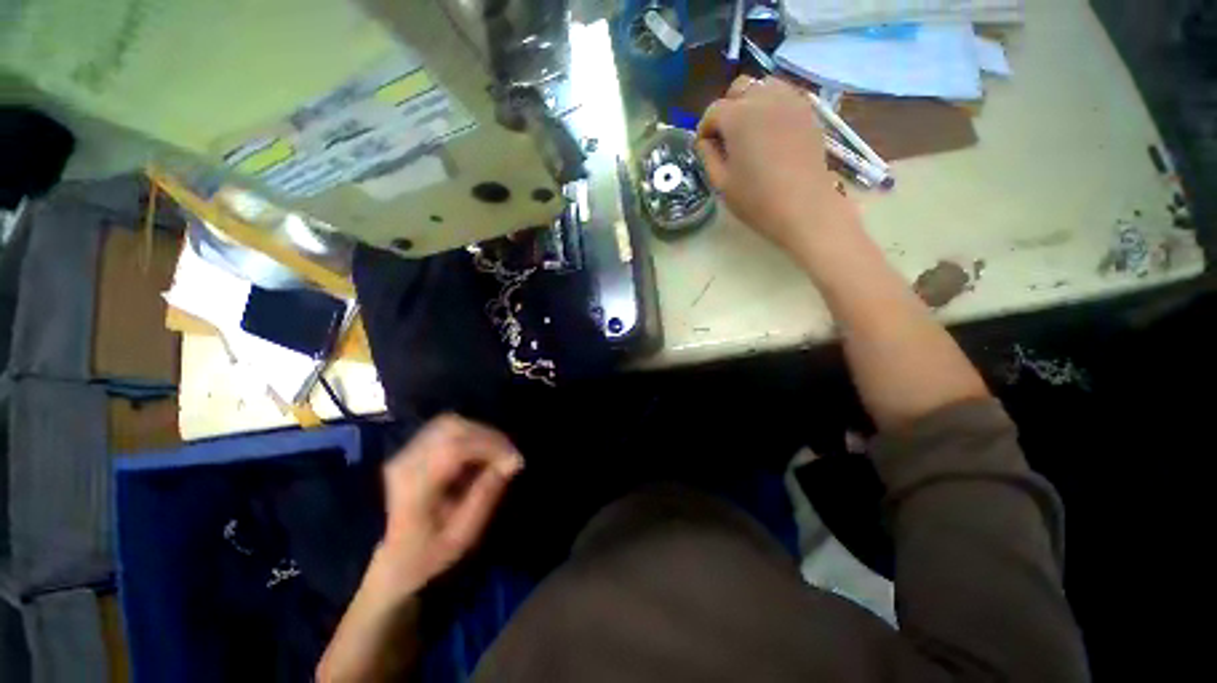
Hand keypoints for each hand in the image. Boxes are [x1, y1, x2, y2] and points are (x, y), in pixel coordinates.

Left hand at [373, 415, 523, 595]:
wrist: (366, 564)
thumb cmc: (416, 557)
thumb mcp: (456, 539)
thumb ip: (484, 498)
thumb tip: (510, 463)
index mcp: (414, 486)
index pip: (456, 448)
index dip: (492, 446)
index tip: (514, 462)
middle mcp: (406, 460)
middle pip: (453, 427)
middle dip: (490, 436)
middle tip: (508, 456)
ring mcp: (404, 451)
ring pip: (448, 423)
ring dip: (479, 433)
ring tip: (495, 453)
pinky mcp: (407, 449)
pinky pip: (443, 430)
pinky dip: (467, 435)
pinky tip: (477, 454)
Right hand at [696, 76, 857, 252]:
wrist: (803, 207)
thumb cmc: (757, 199)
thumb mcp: (721, 183)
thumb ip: (708, 156)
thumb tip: (705, 141)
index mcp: (738, 116)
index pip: (713, 112)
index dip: (704, 130)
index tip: (704, 149)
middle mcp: (764, 98)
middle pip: (738, 89)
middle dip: (727, 110)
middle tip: (726, 138)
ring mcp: (790, 101)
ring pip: (763, 86)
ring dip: (750, 103)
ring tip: (749, 131)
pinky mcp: (807, 111)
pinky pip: (784, 96)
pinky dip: (772, 106)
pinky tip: (770, 131)